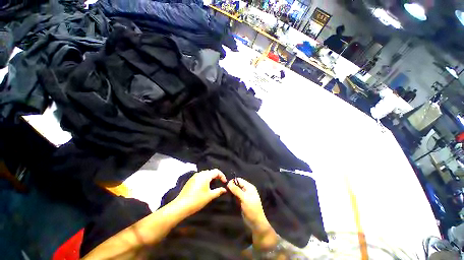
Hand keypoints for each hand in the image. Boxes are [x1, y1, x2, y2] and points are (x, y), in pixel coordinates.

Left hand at [173, 169, 227, 216]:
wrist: (181, 206)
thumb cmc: (197, 200)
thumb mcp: (210, 196)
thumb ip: (218, 191)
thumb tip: (224, 189)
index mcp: (205, 175)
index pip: (216, 171)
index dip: (222, 176)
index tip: (224, 182)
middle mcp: (200, 174)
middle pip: (210, 172)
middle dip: (216, 176)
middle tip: (220, 183)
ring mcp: (194, 176)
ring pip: (205, 174)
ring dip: (210, 178)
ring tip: (213, 185)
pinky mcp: (190, 180)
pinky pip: (200, 177)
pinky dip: (205, 179)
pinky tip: (204, 187)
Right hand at [228, 178, 277, 249]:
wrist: (256, 223)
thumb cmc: (251, 209)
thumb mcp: (244, 199)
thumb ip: (236, 190)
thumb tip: (229, 183)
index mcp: (249, 187)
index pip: (239, 180)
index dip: (233, 182)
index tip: (227, 186)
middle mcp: (247, 190)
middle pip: (237, 185)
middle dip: (232, 187)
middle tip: (227, 192)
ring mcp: (244, 196)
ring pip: (236, 190)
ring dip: (232, 193)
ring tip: (228, 196)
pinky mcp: (242, 201)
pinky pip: (236, 196)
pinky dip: (233, 197)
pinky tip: (231, 200)